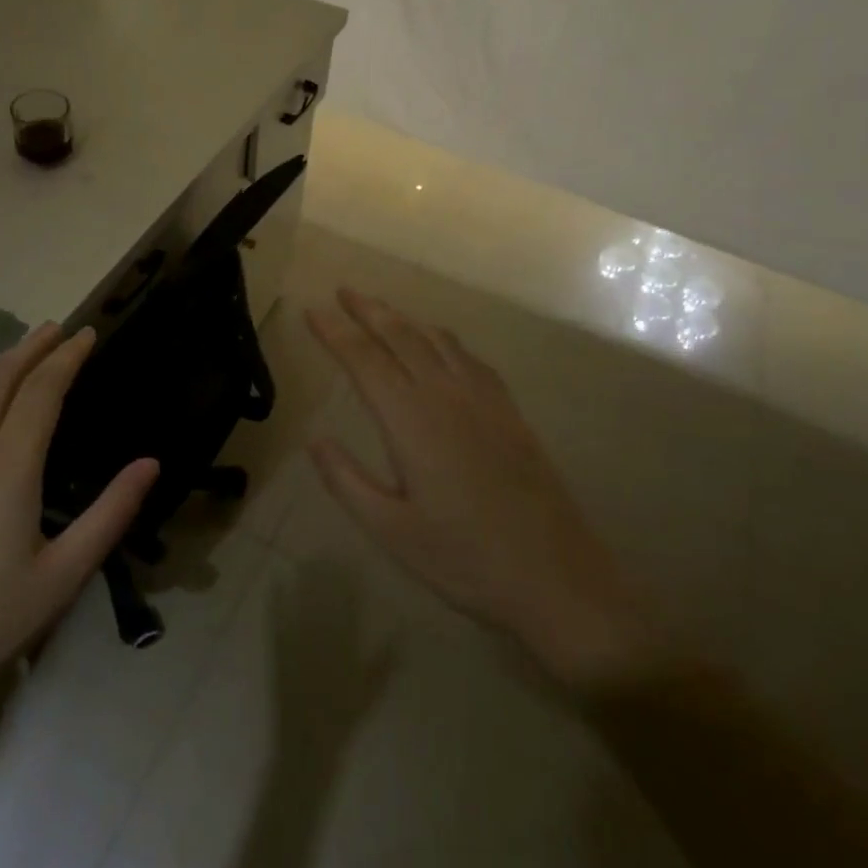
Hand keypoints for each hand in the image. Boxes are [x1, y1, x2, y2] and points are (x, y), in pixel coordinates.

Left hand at [0, 323, 158, 730]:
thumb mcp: (63, 575)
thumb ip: (111, 513)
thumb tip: (151, 462)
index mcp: (10, 465)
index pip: (43, 389)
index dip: (67, 357)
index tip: (86, 334)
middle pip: (0, 376)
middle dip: (32, 347)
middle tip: (55, 329)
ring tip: (16, 350)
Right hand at [305, 289, 664, 690]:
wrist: (556, 576)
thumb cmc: (464, 559)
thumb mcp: (390, 530)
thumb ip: (346, 480)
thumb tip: (315, 439)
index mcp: (411, 420)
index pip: (364, 360)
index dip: (335, 332)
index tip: (312, 310)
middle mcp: (445, 395)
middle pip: (401, 335)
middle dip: (368, 310)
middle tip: (343, 291)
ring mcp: (483, 399)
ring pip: (436, 340)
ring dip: (404, 319)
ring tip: (382, 310)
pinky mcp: (509, 410)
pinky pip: (468, 356)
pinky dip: (442, 339)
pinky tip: (439, 345)